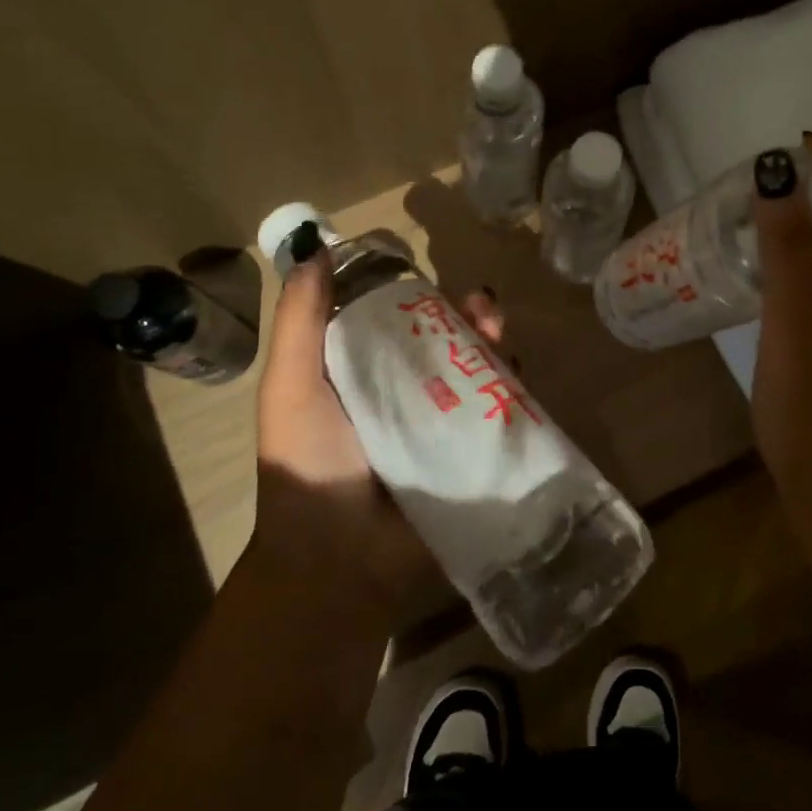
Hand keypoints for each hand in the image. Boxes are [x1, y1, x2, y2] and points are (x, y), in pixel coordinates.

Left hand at [251, 235, 504, 625]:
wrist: (336, 561)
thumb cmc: (306, 464)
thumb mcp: (291, 385)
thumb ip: (301, 321)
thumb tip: (314, 249)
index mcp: (370, 377)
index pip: (405, 324)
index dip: (425, 298)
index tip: (439, 282)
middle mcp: (414, 397)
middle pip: (453, 345)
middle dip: (473, 320)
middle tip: (485, 309)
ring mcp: (449, 430)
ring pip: (484, 376)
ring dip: (499, 350)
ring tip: (503, 340)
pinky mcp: (477, 459)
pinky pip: (504, 419)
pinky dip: (516, 395)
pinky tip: (520, 379)